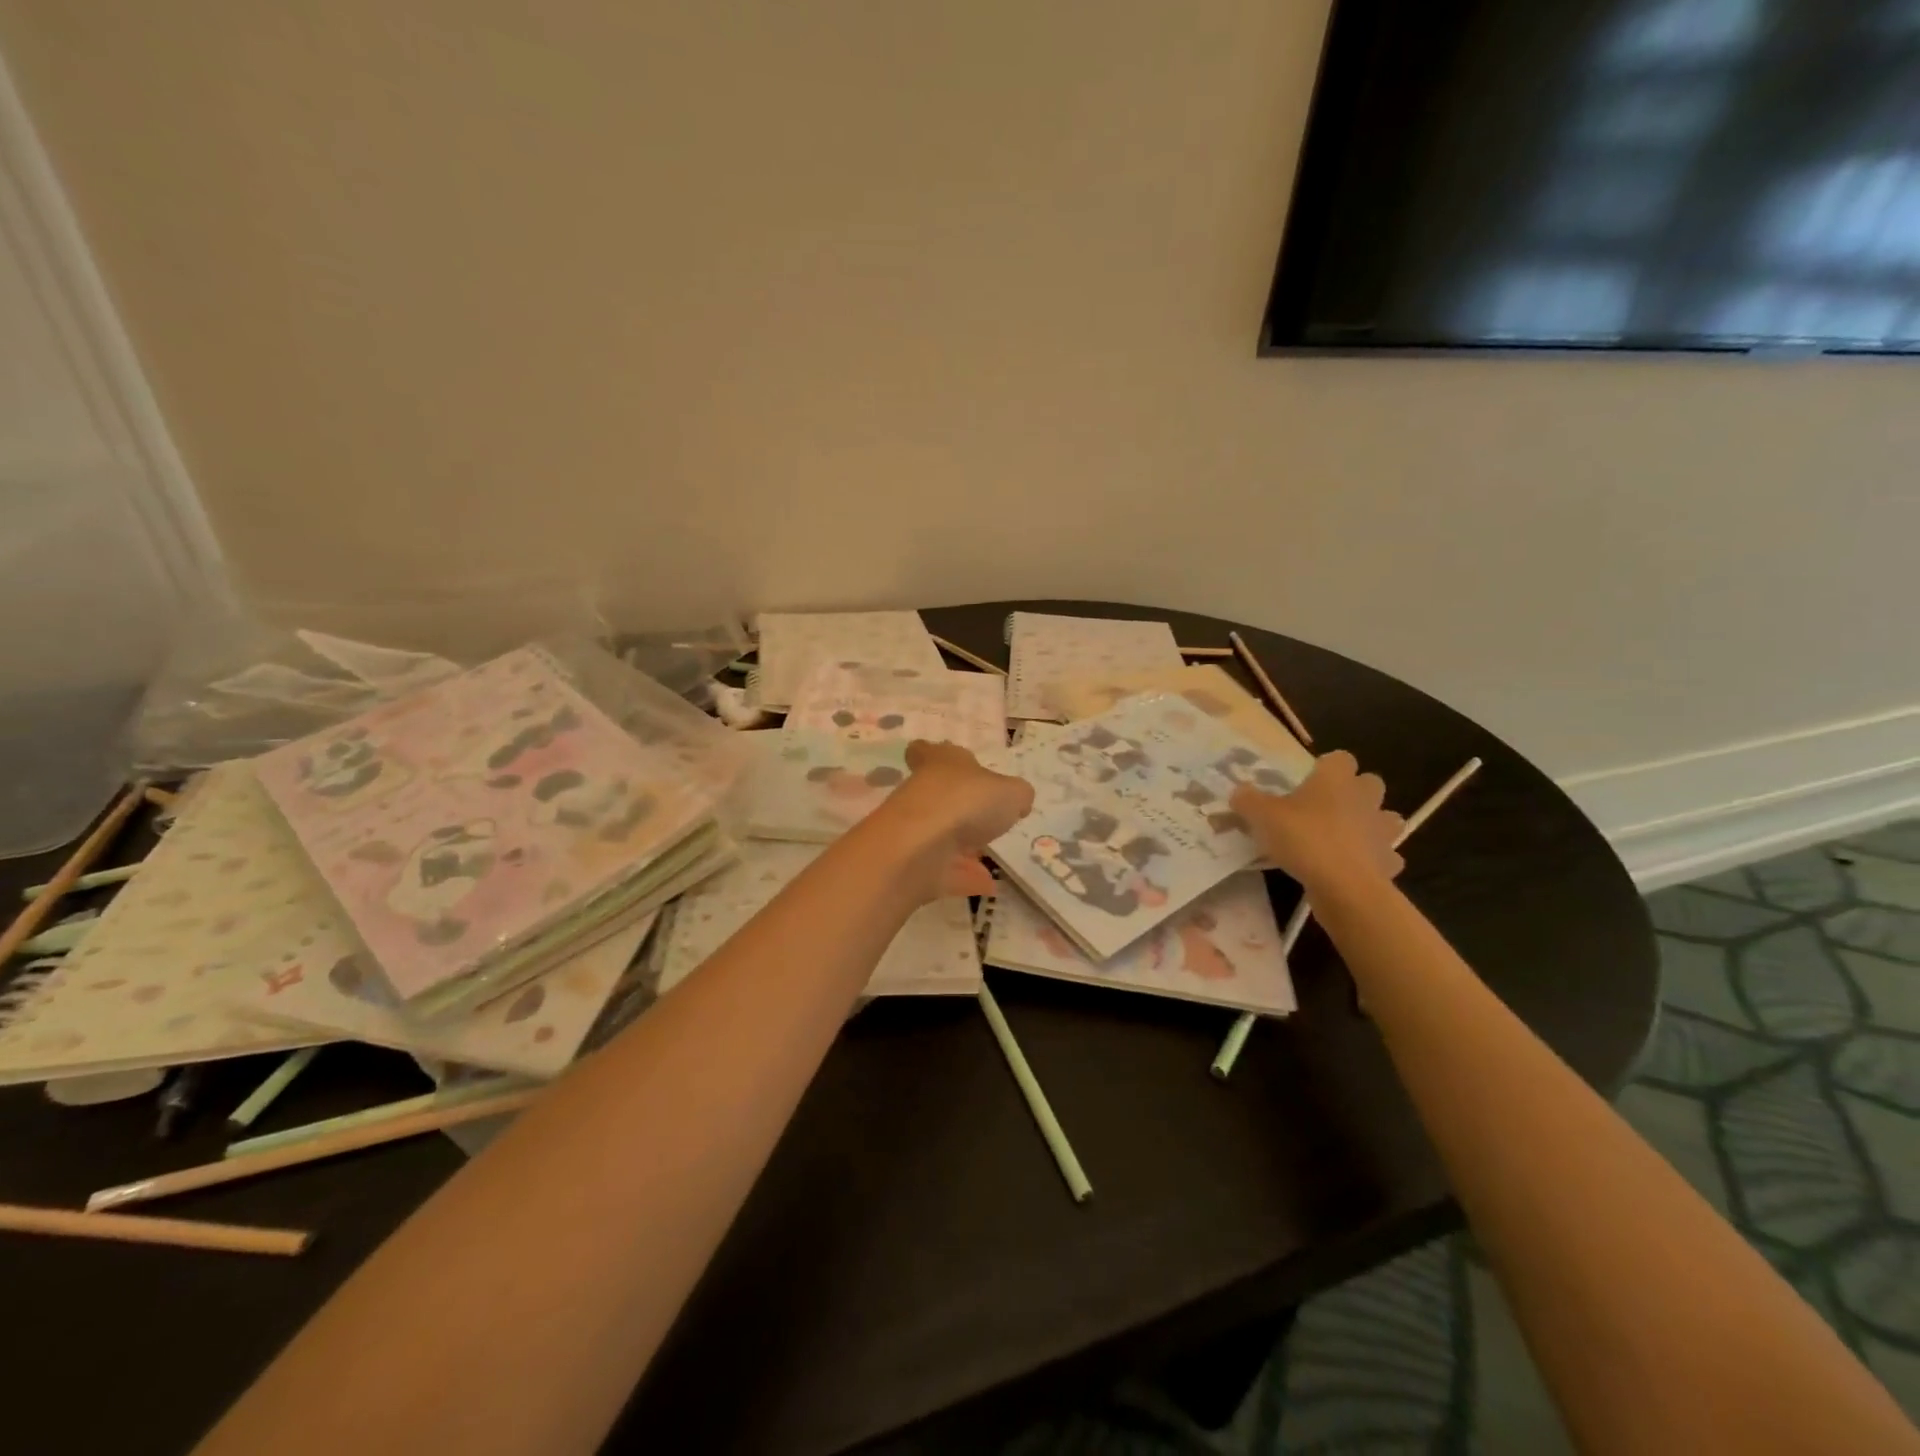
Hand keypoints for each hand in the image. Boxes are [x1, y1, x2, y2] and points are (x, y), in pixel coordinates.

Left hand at [870, 741, 1033, 900]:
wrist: (919, 849)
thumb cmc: (966, 802)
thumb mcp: (1011, 792)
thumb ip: (1017, 795)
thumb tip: (1017, 801)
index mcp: (940, 764)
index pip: (926, 751)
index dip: (933, 754)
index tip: (945, 765)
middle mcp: (923, 793)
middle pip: (938, 796)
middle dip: (961, 808)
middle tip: (985, 817)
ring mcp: (916, 831)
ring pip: (941, 835)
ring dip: (963, 847)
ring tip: (990, 856)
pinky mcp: (915, 866)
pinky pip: (945, 871)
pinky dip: (964, 877)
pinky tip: (989, 885)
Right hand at [1231, 750, 1404, 896]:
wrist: (1344, 885)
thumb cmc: (1303, 838)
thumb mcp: (1261, 816)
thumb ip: (1247, 799)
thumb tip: (1239, 791)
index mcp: (1335, 780)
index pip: (1340, 758)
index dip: (1326, 767)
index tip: (1309, 781)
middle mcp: (1364, 798)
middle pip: (1369, 783)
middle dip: (1355, 792)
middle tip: (1326, 807)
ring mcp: (1382, 830)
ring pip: (1385, 818)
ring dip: (1371, 823)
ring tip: (1345, 837)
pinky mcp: (1389, 861)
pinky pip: (1385, 855)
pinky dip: (1374, 859)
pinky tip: (1353, 867)